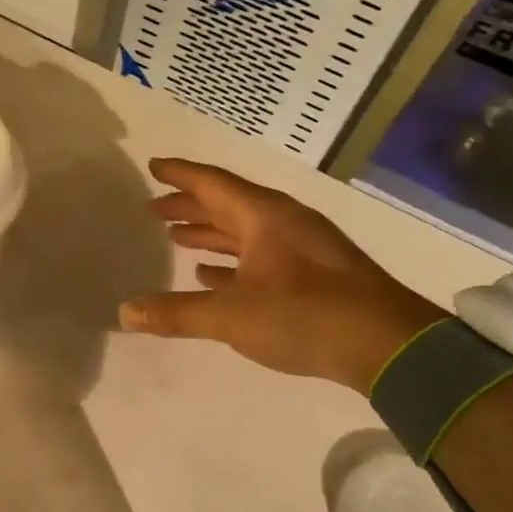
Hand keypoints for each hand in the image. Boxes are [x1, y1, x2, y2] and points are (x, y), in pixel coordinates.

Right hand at [119, 159, 446, 393]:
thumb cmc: (305, 315)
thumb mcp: (231, 316)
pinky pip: (261, 257)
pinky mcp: (314, 276)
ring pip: (244, 232)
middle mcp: (283, 224)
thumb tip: (124, 312)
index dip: (180, 175)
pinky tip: (211, 275)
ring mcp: (302, 249)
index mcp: (264, 217)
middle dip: (190, 206)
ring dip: (210, 233)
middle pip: (227, 205)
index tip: (153, 165)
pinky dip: (232, 262)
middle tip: (155, 208)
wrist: (388, 345)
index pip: (213, 184)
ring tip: (176, 237)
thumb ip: (176, 312)